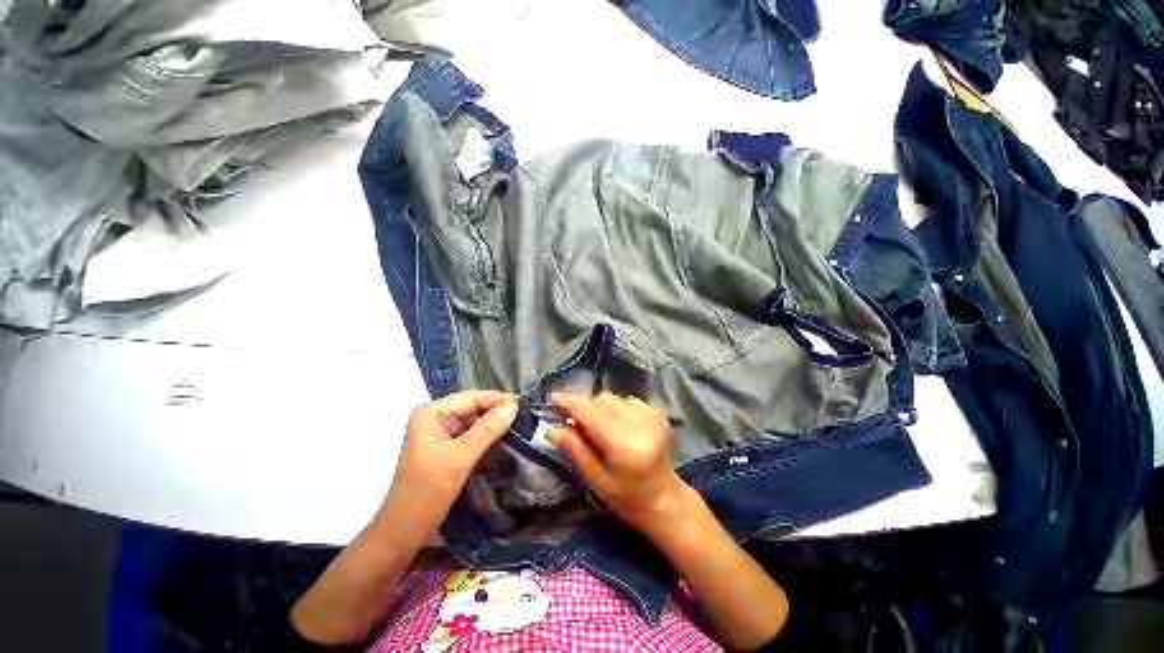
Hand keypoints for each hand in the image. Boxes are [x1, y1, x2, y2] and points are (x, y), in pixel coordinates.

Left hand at [380, 390, 517, 533]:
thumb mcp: (459, 458)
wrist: (405, 531)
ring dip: (495, 421)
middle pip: (473, 406)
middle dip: (498, 409)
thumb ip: (487, 430)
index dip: (498, 399)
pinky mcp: (448, 446)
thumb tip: (514, 406)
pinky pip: (473, 433)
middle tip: (526, 413)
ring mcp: (442, 432)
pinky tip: (506, 435)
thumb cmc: (427, 493)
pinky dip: (489, 434)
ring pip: (475, 419)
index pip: (471, 398)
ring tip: (521, 421)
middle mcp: (436, 417)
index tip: (524, 404)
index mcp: (431, 413)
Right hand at [548, 392, 686, 531]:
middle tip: (573, 422)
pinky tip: (616, 425)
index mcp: (624, 446)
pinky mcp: (657, 412)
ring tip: (597, 427)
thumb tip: (552, 428)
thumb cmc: (625, 496)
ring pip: (612, 398)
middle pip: (601, 401)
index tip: (553, 397)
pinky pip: (625, 399)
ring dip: (598, 407)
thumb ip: (575, 449)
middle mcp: (640, 424)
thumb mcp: (594, 479)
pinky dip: (614, 408)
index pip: (592, 414)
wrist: (662, 497)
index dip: (571, 403)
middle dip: (583, 407)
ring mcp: (651, 415)